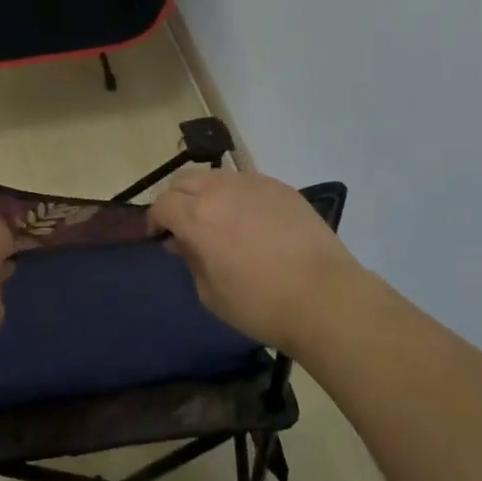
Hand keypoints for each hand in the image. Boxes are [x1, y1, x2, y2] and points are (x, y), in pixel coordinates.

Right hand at [149, 169, 360, 356]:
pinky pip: (247, 182)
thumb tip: (184, 242)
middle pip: (184, 180)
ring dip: (207, 193)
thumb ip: (191, 260)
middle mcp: (220, 190)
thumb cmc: (260, 305)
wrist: (325, 298)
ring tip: (220, 220)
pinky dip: (238, 195)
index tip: (161, 237)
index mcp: (196, 216)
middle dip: (177, 199)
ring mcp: (252, 183)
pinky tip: (253, 221)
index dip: (156, 220)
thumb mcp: (210, 294)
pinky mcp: (280, 187)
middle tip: (186, 225)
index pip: (162, 203)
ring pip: (215, 176)